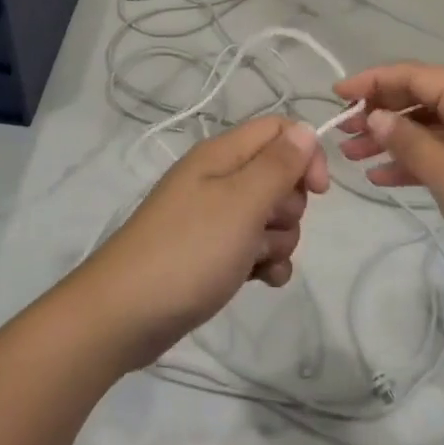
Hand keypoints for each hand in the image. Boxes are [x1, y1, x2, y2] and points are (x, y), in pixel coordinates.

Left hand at [72, 116, 330, 368]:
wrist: (126, 315)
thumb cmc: (188, 251)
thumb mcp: (240, 203)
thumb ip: (278, 165)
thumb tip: (307, 129)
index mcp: (221, 155)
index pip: (279, 130)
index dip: (305, 155)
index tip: (317, 192)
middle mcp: (218, 179)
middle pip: (279, 177)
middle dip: (288, 208)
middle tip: (264, 227)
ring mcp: (214, 218)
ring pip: (271, 217)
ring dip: (276, 242)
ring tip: (252, 261)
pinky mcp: (213, 253)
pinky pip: (256, 249)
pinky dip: (264, 264)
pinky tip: (259, 282)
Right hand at [333, 63, 443, 290]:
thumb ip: (410, 143)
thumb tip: (377, 116)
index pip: (413, 75)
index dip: (372, 81)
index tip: (335, 95)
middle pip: (420, 98)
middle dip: (378, 111)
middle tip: (341, 133)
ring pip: (428, 128)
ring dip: (391, 139)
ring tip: (352, 157)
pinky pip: (443, 153)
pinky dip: (414, 161)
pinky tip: (384, 177)